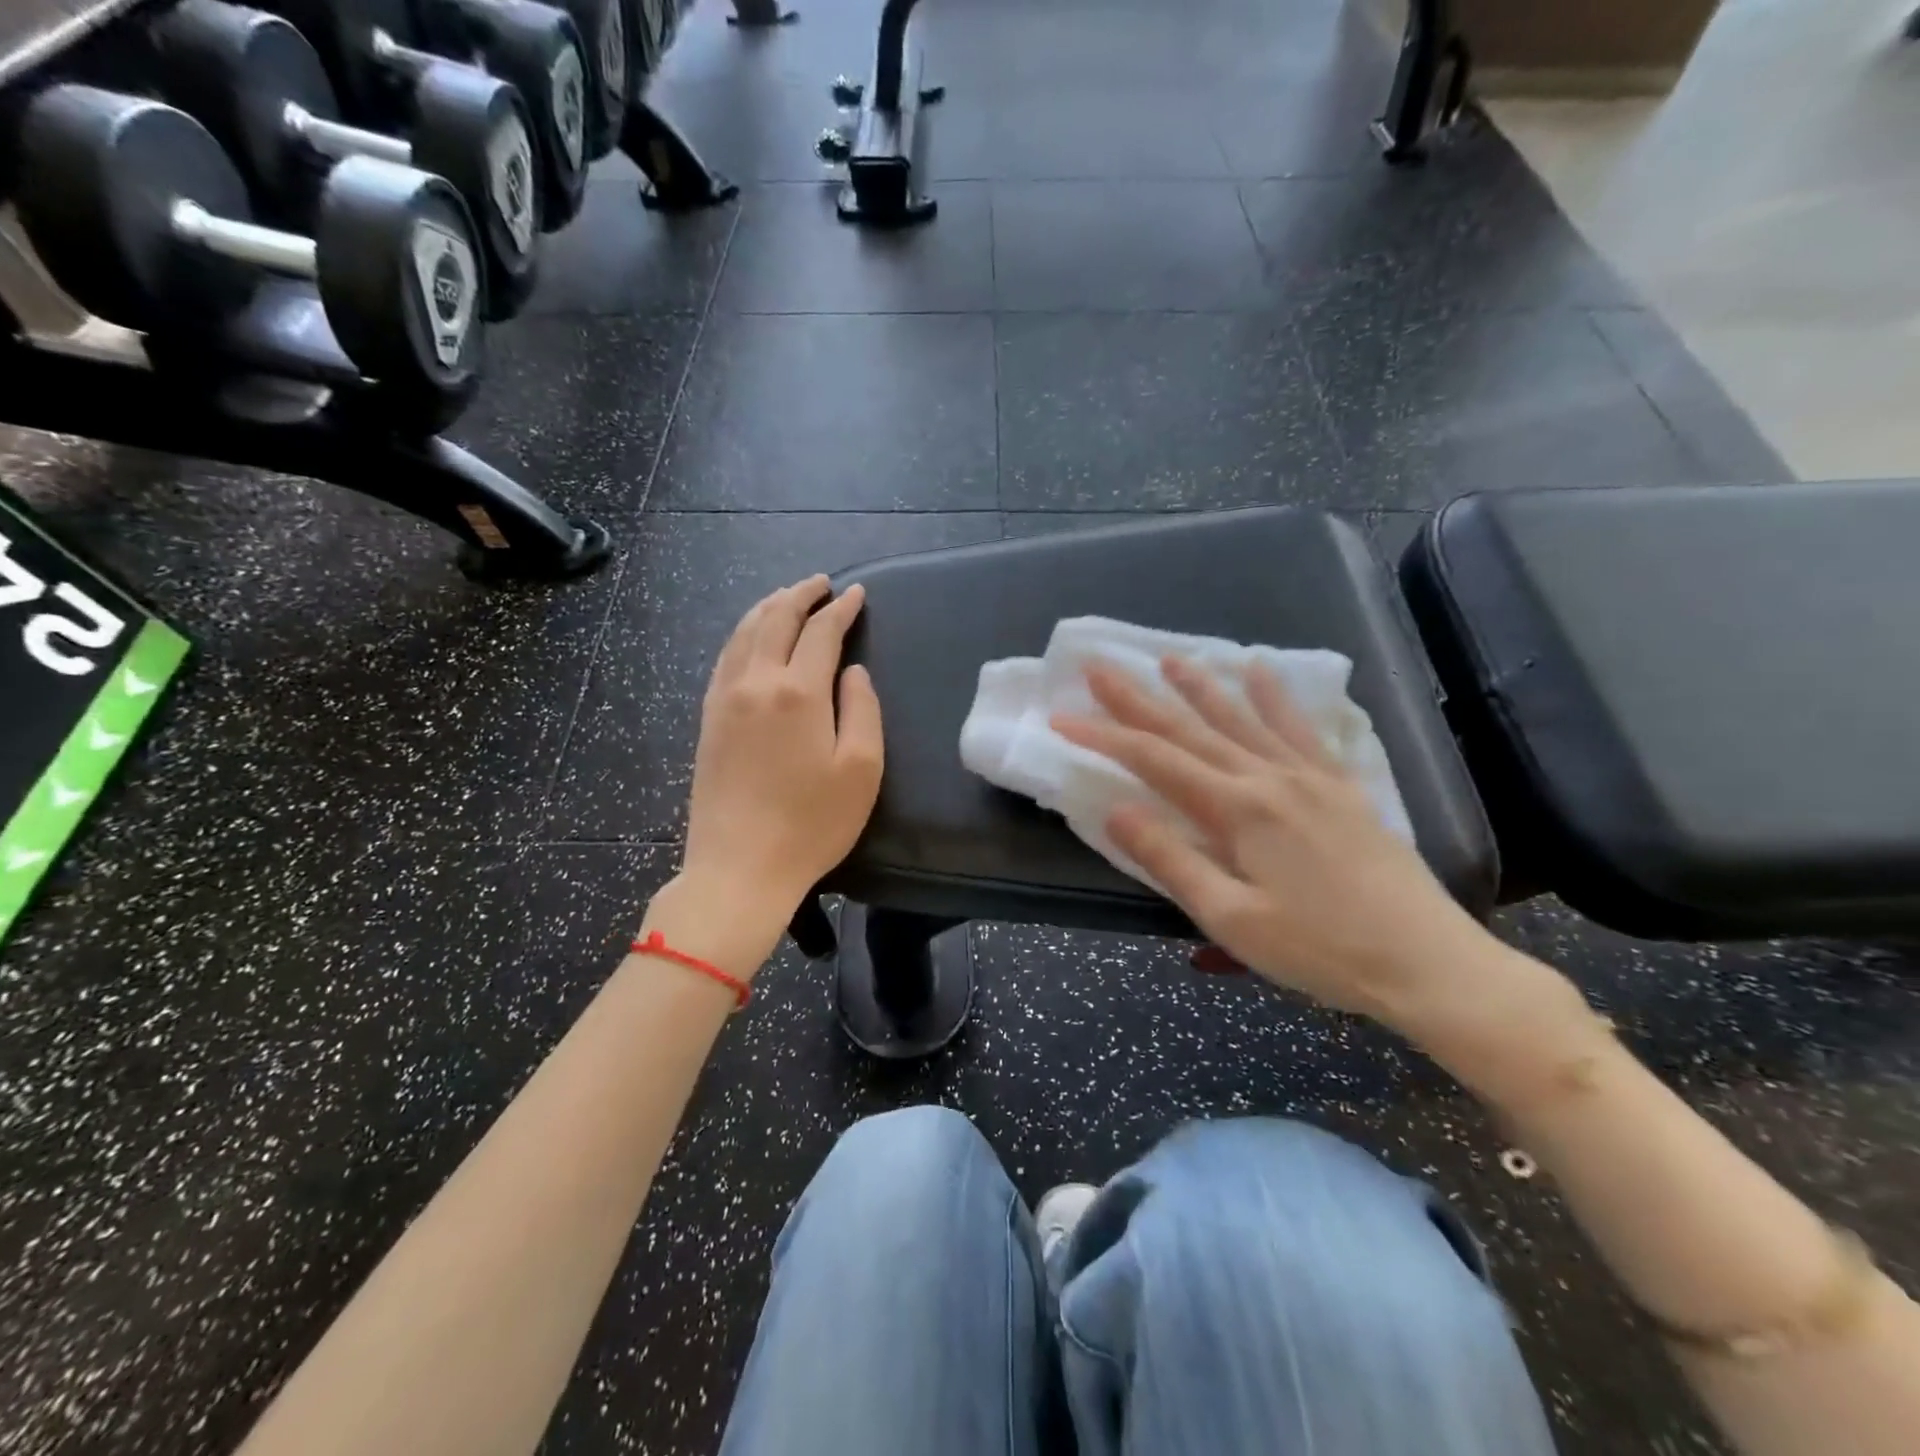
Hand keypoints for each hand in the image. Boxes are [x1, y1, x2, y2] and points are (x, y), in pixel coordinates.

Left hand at [667, 576, 882, 969]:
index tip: (856, 594)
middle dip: (800, 595)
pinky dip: (742, 634)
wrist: (739, 868)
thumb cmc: (812, 823)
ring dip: (768, 607)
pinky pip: (724, 658)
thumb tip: (851, 671)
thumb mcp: (861, 769)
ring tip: (787, 597)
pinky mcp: (707, 719)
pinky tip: (751, 637)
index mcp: (797, 692)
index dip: (841, 610)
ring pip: (744, 633)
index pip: (821, 632)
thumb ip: (862, 709)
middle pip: (775, 619)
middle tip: (821, 584)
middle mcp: (756, 683)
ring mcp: (724, 699)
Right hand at [1053, 656, 1499, 1028]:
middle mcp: (1268, 777)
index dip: (1103, 736)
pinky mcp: (1340, 786)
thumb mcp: (1231, 918)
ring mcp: (1309, 776)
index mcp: (1237, 809)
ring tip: (1170, 658)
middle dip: (1139, 698)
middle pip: (1190, 729)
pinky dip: (1276, 697)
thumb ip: (1170, 859)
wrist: (1427, 961)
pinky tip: (1261, 671)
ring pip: (1242, 718)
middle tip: (1099, 667)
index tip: (1061, 717)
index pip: (1154, 760)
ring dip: (1201, 686)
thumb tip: (1116, 809)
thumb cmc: (1320, 950)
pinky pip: (1301, 729)